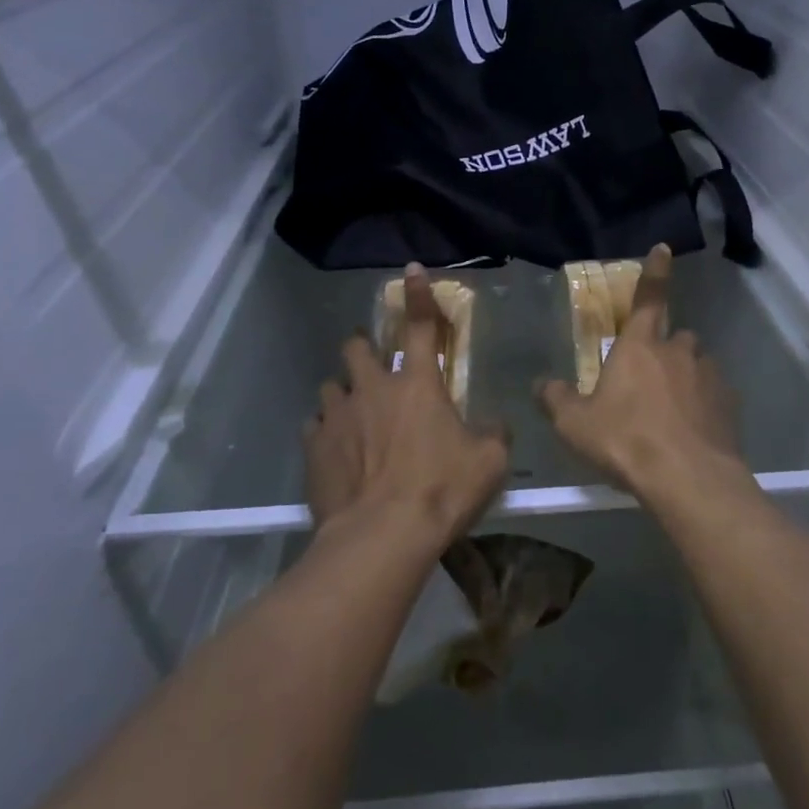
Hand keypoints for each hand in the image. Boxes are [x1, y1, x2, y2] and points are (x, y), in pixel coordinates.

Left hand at [304, 266, 508, 548]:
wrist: (382, 537)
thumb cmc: (441, 490)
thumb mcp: (488, 462)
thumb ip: (493, 435)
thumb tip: (494, 425)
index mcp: (418, 384)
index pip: (420, 326)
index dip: (418, 295)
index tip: (410, 270)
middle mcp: (373, 388)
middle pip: (356, 347)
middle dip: (362, 348)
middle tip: (372, 366)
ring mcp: (338, 416)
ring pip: (330, 386)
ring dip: (342, 394)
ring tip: (352, 415)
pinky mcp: (314, 447)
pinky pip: (314, 427)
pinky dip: (325, 432)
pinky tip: (335, 452)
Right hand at [538, 245, 744, 504]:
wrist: (688, 480)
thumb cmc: (626, 441)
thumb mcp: (575, 425)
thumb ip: (555, 400)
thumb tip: (540, 384)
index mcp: (640, 346)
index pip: (648, 298)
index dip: (654, 272)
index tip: (664, 249)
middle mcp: (678, 352)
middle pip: (674, 337)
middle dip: (664, 349)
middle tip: (648, 380)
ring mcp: (708, 376)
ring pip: (697, 365)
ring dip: (685, 377)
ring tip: (671, 411)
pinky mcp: (729, 405)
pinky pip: (714, 395)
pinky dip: (704, 405)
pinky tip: (692, 432)